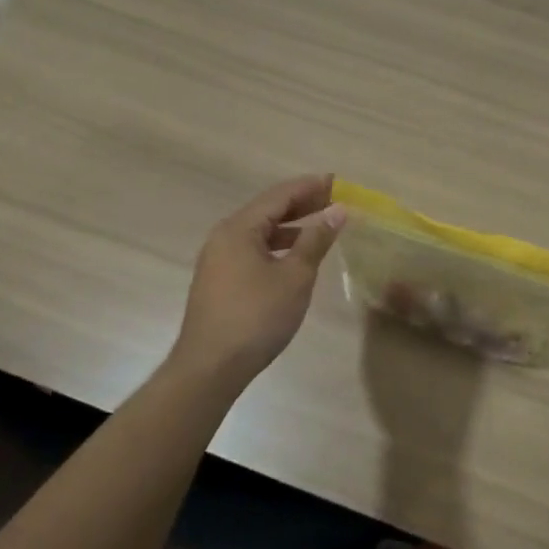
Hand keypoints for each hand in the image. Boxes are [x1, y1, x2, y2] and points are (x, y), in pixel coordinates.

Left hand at [171, 175, 346, 384]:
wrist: (211, 367)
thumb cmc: (257, 316)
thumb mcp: (295, 276)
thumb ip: (316, 240)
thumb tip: (337, 211)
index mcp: (239, 229)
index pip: (279, 196)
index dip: (310, 187)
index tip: (337, 181)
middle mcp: (224, 237)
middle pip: (267, 210)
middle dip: (302, 204)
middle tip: (334, 199)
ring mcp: (219, 260)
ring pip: (260, 232)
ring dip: (291, 226)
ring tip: (321, 226)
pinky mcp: (220, 281)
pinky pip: (253, 250)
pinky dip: (278, 246)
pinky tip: (296, 256)